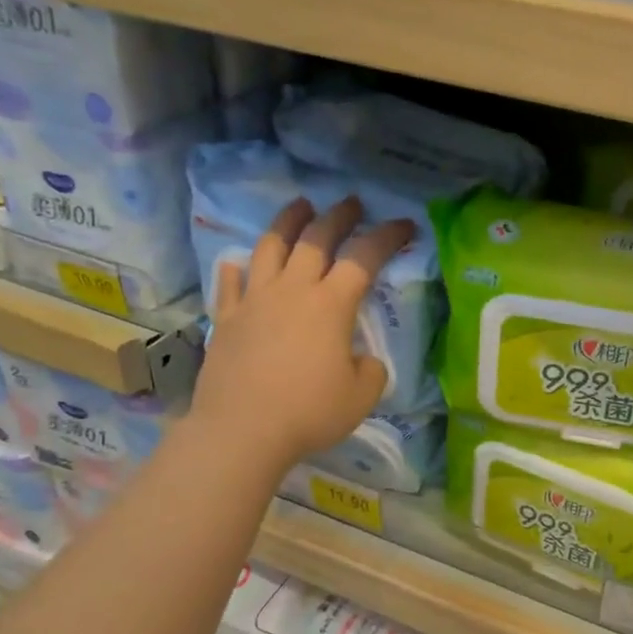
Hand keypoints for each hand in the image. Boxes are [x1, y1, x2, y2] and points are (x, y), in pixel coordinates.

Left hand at [190, 195, 415, 473]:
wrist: (242, 431)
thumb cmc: (310, 412)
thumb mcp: (362, 395)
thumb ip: (370, 369)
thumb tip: (361, 360)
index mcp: (331, 304)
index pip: (364, 257)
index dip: (387, 236)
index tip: (404, 224)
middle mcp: (293, 290)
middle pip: (316, 238)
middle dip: (338, 216)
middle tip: (350, 203)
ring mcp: (255, 301)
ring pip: (270, 247)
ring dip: (287, 222)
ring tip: (298, 207)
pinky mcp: (227, 319)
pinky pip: (231, 283)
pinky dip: (237, 268)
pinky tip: (238, 262)